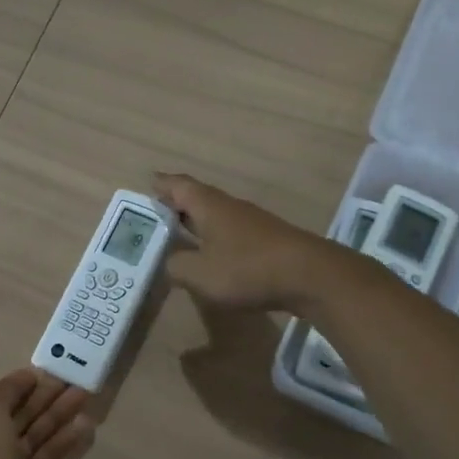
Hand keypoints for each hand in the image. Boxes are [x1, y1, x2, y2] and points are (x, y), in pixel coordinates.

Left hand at [0, 323, 93, 458]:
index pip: (1, 392)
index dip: (24, 379)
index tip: (53, 367)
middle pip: (23, 412)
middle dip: (49, 395)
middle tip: (82, 380)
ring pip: (38, 435)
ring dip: (61, 416)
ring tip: (89, 401)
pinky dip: (66, 445)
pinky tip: (87, 434)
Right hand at [155, 172, 332, 311]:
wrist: (309, 276)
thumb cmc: (247, 269)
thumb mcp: (200, 274)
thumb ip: (177, 266)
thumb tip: (169, 261)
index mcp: (209, 206)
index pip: (179, 186)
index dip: (163, 185)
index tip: (149, 182)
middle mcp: (229, 207)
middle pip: (199, 198)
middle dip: (178, 203)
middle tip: (158, 210)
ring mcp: (251, 222)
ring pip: (217, 215)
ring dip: (198, 221)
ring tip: (180, 232)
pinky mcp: (267, 240)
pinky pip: (232, 232)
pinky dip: (216, 237)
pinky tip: (213, 253)